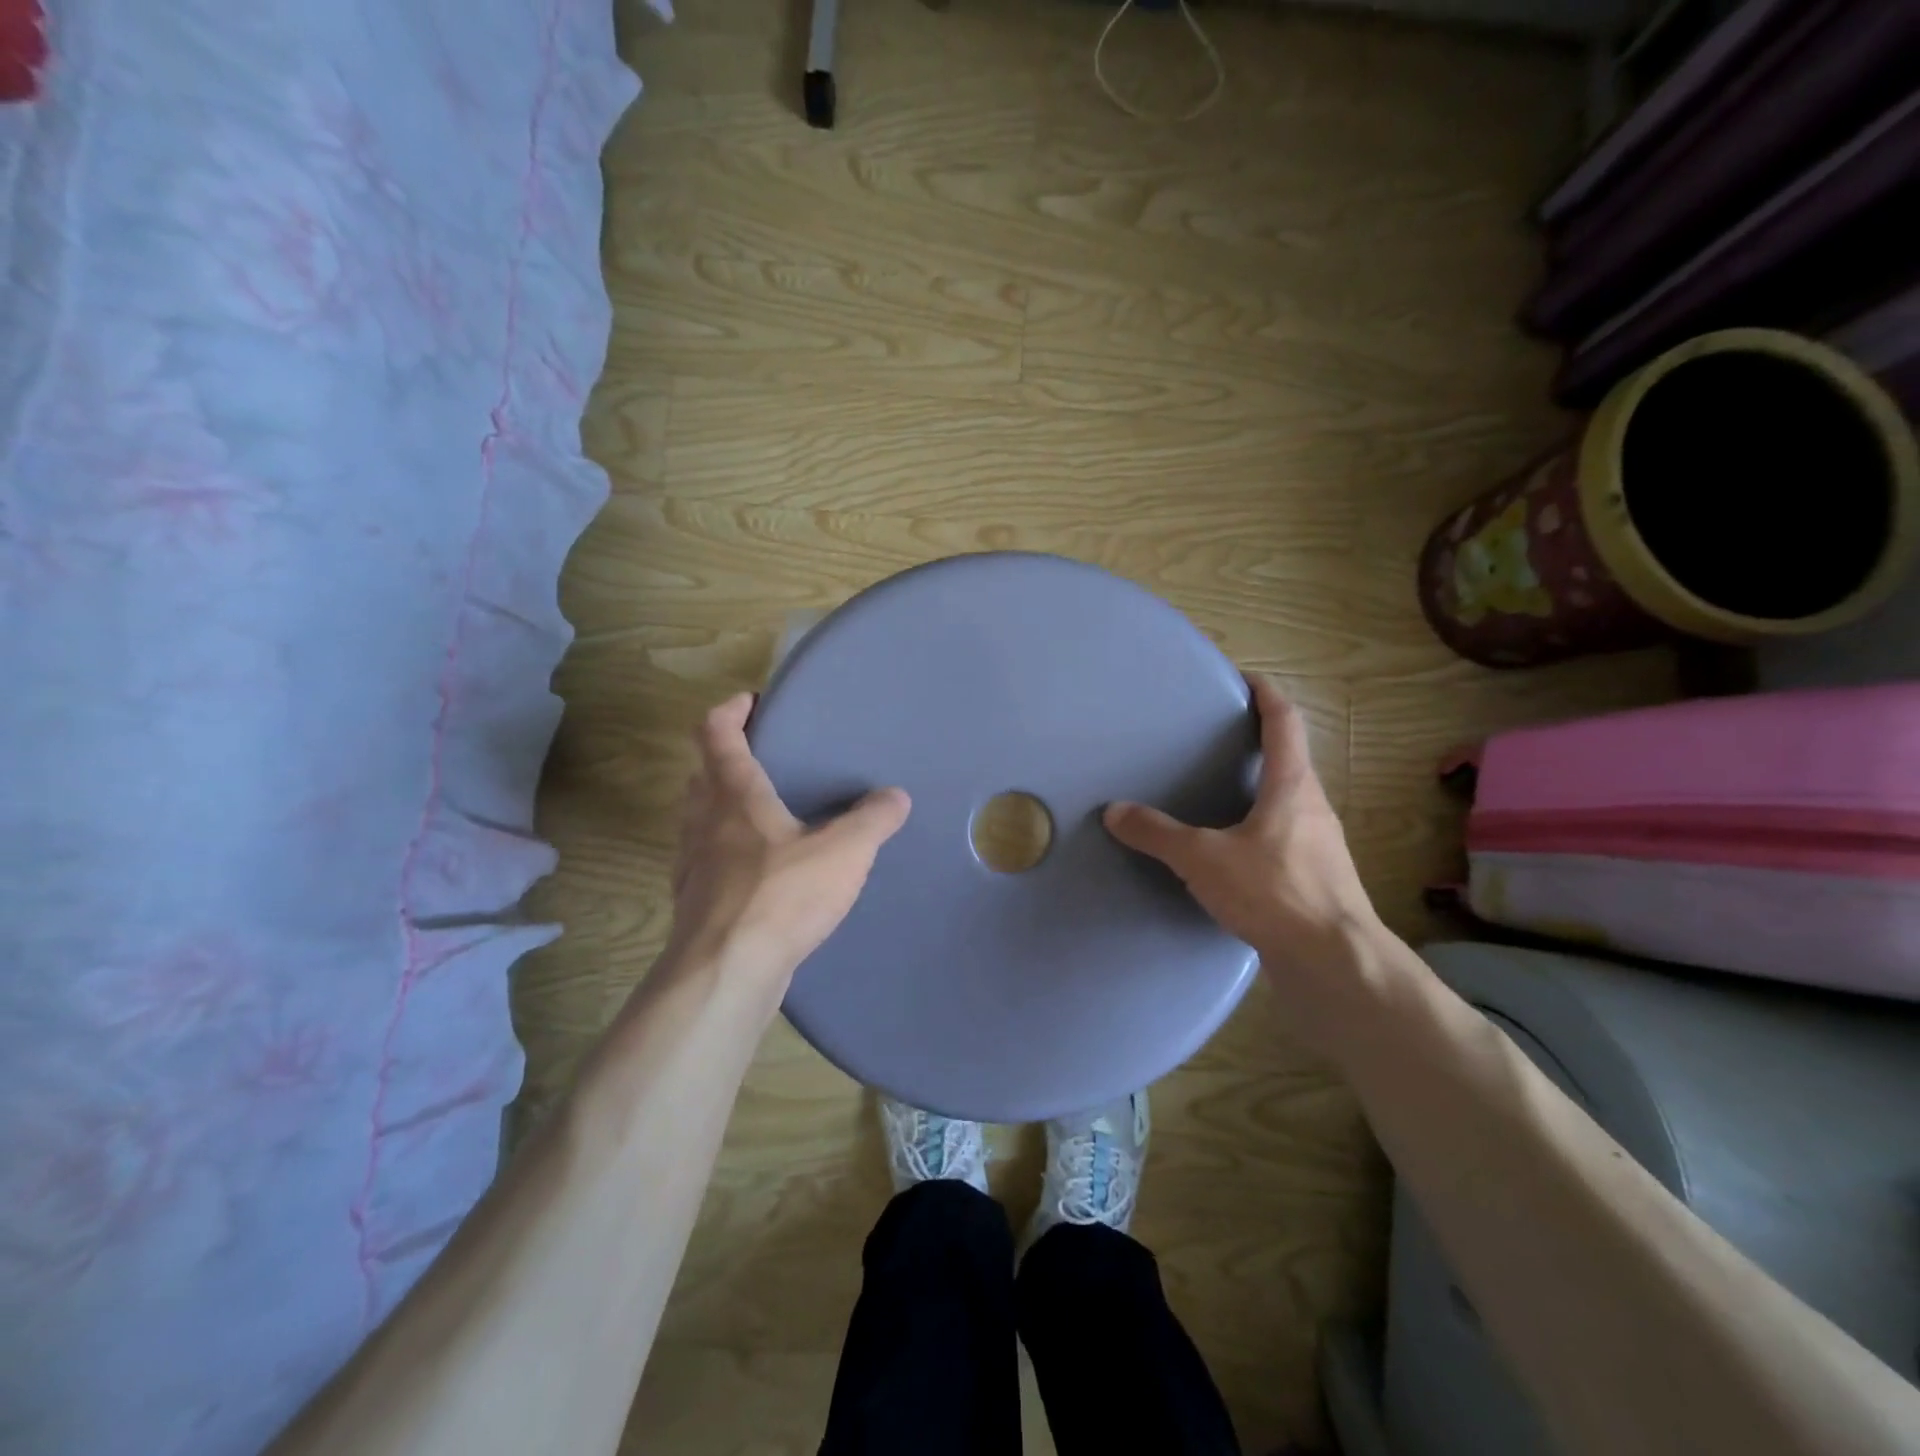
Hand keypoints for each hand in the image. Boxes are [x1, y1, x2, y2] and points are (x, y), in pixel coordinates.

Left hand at [666, 693, 911, 988]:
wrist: (725, 973)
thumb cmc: (781, 896)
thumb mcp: (843, 852)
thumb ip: (873, 820)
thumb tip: (896, 796)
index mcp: (734, 795)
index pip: (715, 733)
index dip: (730, 711)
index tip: (750, 702)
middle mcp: (703, 822)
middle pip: (702, 775)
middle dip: (725, 760)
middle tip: (763, 761)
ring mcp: (692, 864)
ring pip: (699, 820)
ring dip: (722, 808)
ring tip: (764, 817)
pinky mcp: (693, 903)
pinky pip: (706, 862)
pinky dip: (726, 854)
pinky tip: (758, 875)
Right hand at [1104, 674, 1382, 986]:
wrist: (1334, 962)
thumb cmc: (1274, 892)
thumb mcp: (1203, 859)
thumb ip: (1158, 834)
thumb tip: (1115, 811)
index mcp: (1292, 786)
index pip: (1285, 723)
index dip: (1266, 694)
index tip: (1245, 678)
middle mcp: (1312, 808)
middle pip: (1289, 761)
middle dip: (1257, 744)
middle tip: (1216, 740)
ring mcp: (1319, 845)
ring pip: (1286, 802)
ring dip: (1258, 790)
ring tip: (1217, 794)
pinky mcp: (1316, 879)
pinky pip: (1283, 838)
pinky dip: (1257, 829)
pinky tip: (1230, 853)